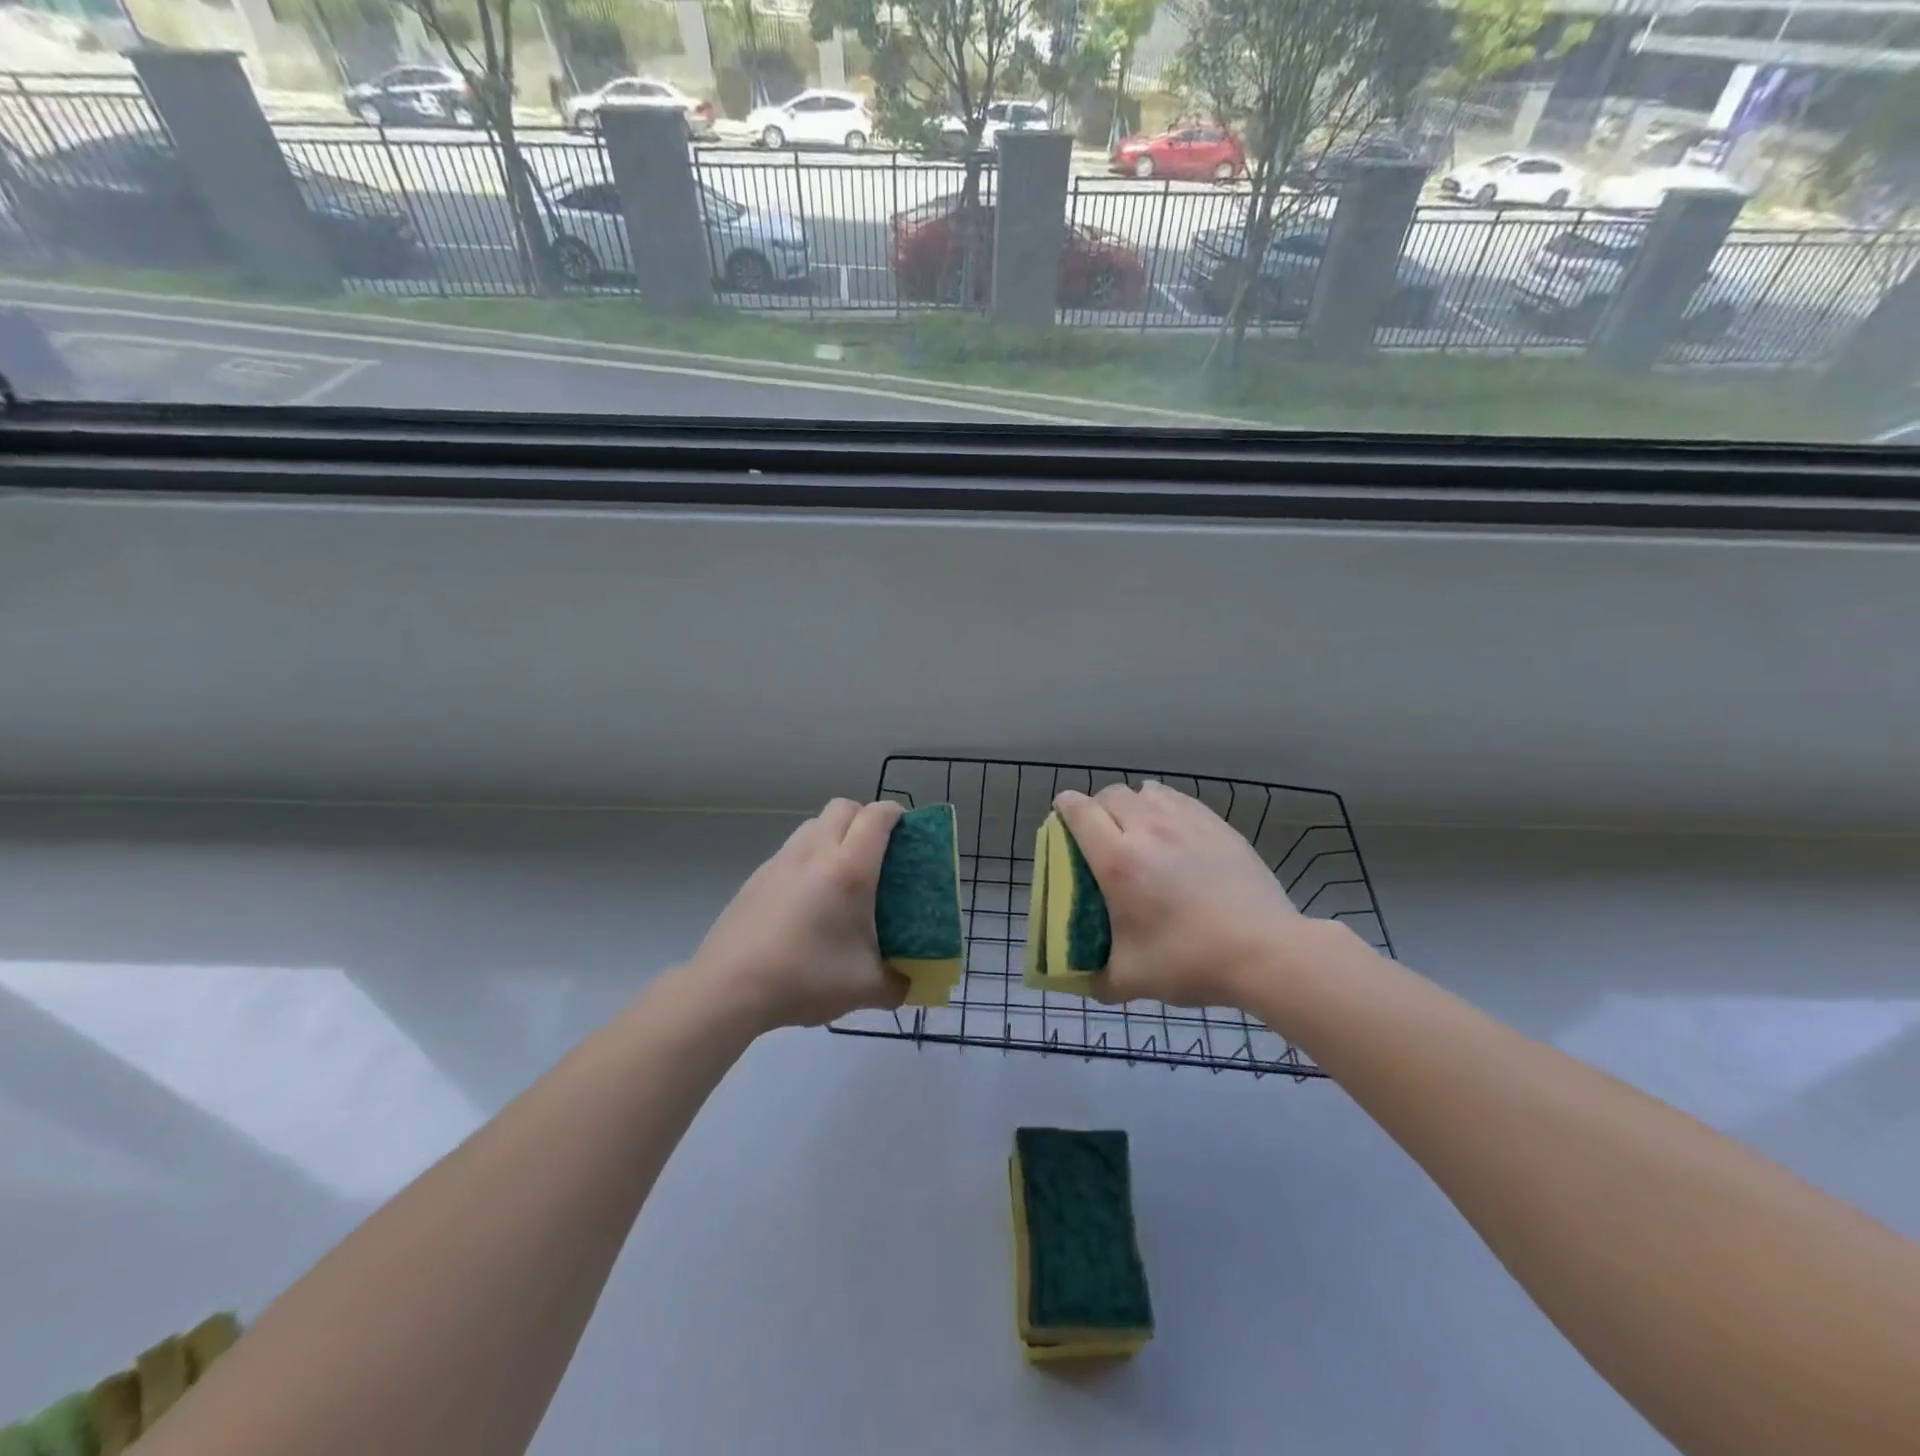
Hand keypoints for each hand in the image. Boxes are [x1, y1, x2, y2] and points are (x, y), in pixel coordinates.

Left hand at [689, 798, 907, 1030]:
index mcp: (849, 868)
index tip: (907, 831)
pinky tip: (808, 899)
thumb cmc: (805, 977)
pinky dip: (808, 857)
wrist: (729, 988)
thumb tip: (908, 986)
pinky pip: (792, 849)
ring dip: (834, 834)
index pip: (877, 817)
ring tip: (841, 874)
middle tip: (877, 852)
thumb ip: (896, 985)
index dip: (896, 814)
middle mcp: (815, 852)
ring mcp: (781, 861)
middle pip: (843, 807)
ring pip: (814, 824)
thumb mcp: (863, 988)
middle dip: (865, 818)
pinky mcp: (757, 876)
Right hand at [1053, 782, 1317, 1009]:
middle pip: (1111, 794)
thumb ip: (1097, 979)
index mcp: (1117, 861)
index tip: (1062, 819)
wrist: (1265, 952)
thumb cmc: (1190, 961)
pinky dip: (1165, 806)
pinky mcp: (1218, 826)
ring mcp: (1187, 823)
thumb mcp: (1131, 980)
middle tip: (1100, 833)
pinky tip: (1173, 830)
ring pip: (1147, 791)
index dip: (1065, 807)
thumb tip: (1081, 980)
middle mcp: (1147, 830)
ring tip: (1138, 829)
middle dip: (1098, 807)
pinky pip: (1180, 800)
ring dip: (1133, 804)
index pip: (1079, 811)